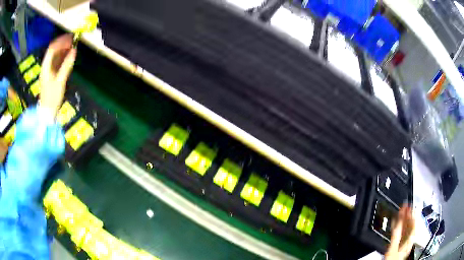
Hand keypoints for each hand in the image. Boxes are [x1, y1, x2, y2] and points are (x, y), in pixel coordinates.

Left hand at [39, 34, 76, 115]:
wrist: (47, 113)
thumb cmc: (52, 98)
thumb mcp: (60, 82)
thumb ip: (66, 66)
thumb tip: (74, 51)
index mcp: (46, 67)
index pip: (52, 49)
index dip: (61, 41)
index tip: (70, 38)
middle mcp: (46, 67)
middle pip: (53, 51)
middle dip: (62, 44)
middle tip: (73, 40)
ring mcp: (48, 71)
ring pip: (55, 56)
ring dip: (63, 50)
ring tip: (72, 46)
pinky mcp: (51, 76)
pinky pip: (57, 62)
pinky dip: (63, 57)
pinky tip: (69, 56)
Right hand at [385, 205, 415, 259]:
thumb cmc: (392, 259)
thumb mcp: (394, 248)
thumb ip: (397, 234)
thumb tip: (398, 220)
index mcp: (410, 240)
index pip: (413, 224)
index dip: (411, 214)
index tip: (409, 205)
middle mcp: (409, 240)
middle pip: (410, 225)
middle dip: (408, 215)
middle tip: (404, 206)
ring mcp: (404, 243)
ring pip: (406, 228)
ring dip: (404, 220)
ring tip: (402, 211)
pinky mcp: (399, 245)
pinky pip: (401, 233)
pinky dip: (400, 227)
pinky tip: (397, 223)